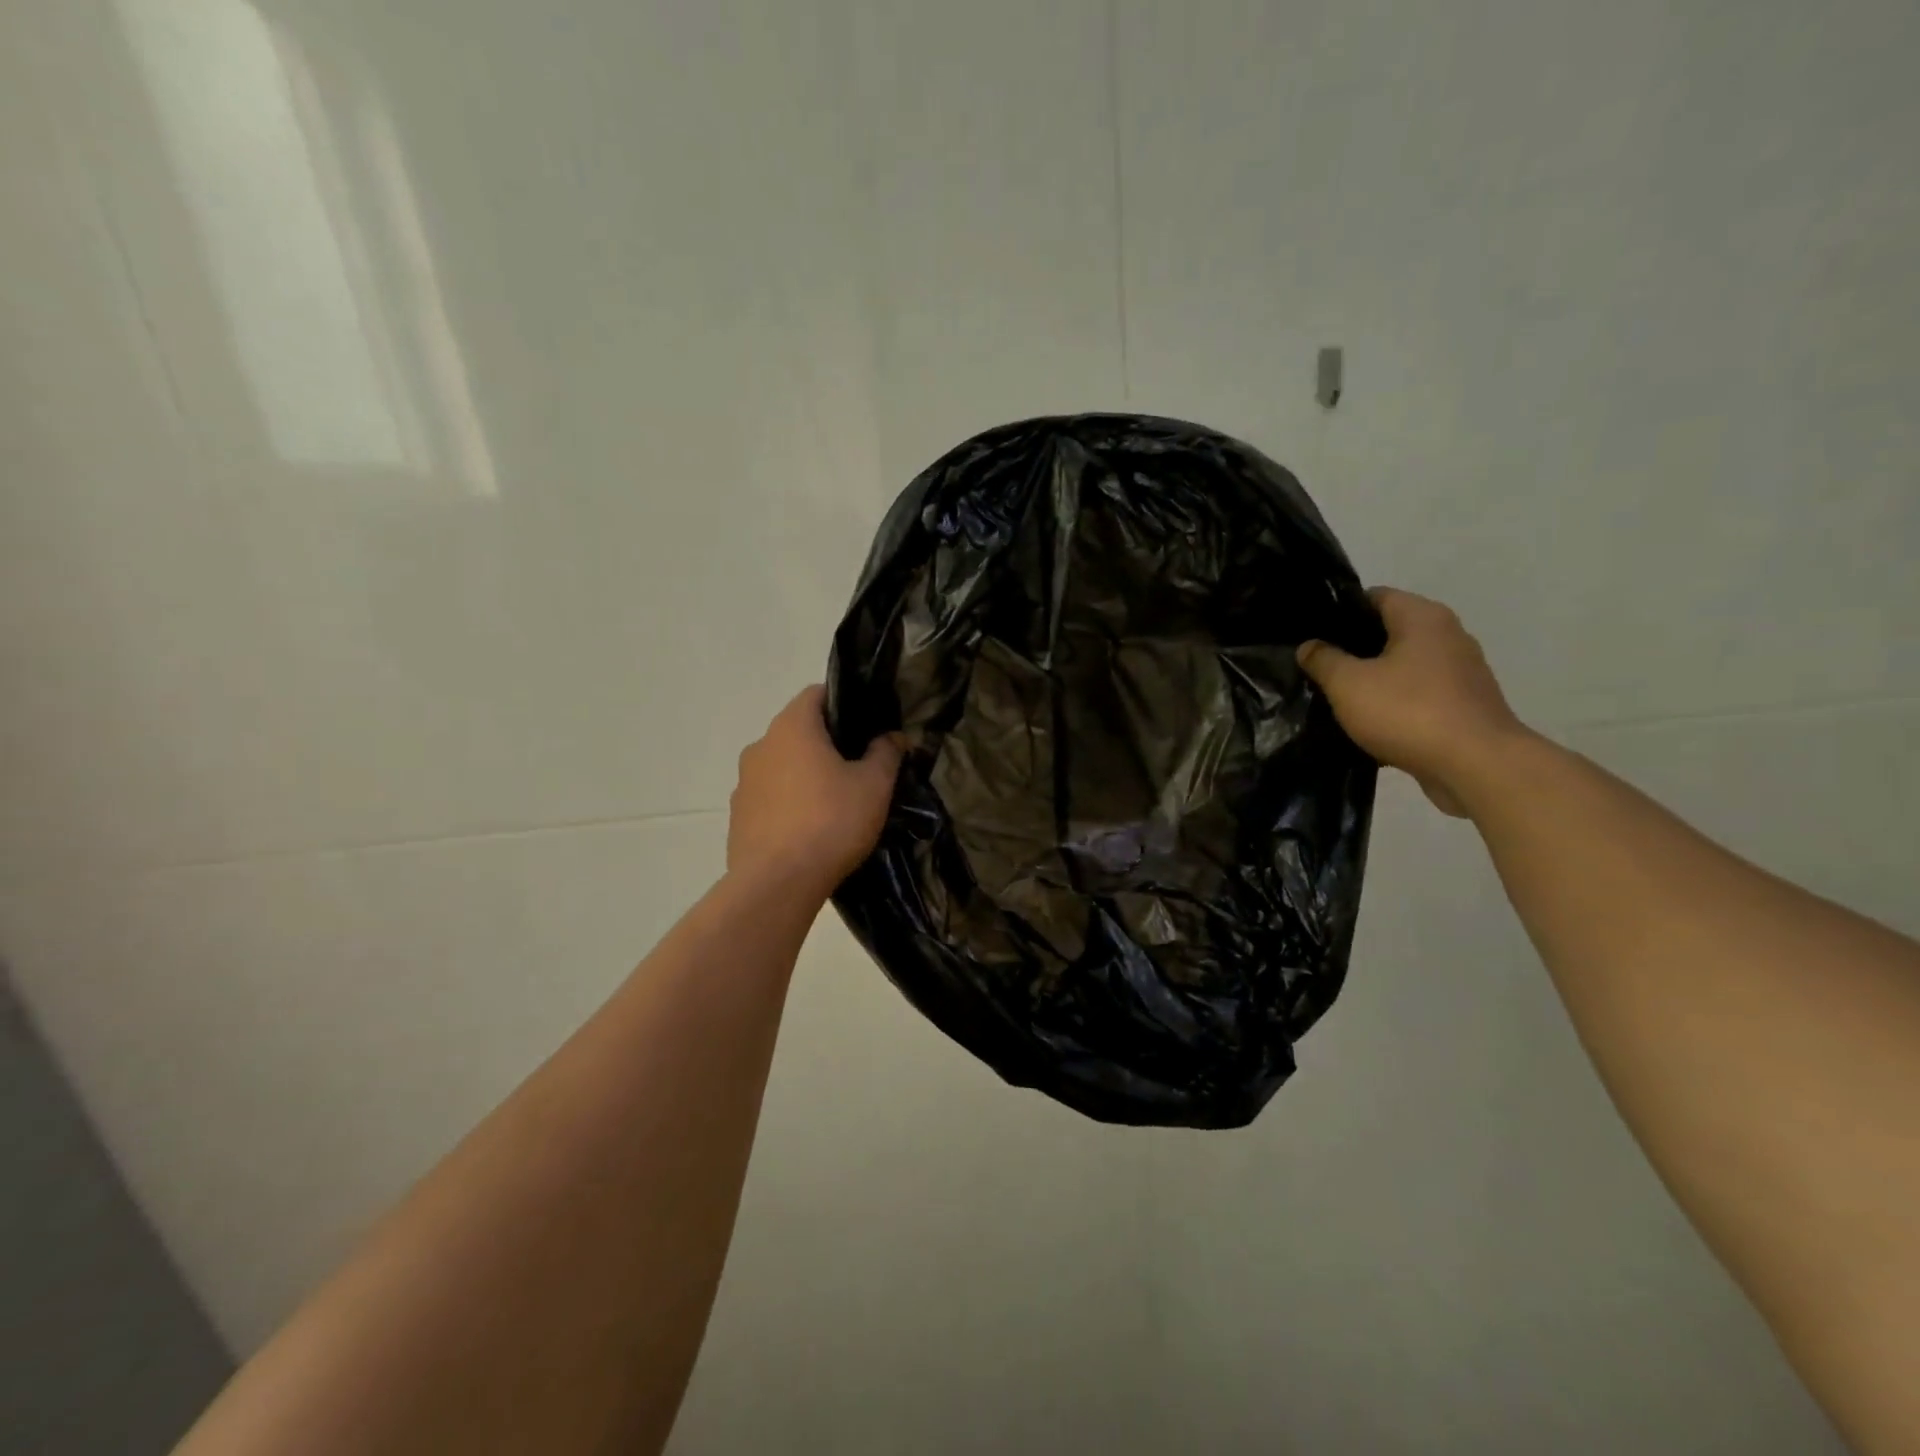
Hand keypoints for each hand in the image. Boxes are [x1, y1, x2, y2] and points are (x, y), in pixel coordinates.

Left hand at [727, 686, 904, 899]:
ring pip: (782, 765)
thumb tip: (892, 737)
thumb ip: (886, 753)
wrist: (778, 884)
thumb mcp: (874, 786)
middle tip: (859, 766)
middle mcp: (761, 746)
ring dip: (805, 775)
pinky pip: (770, 797)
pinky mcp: (738, 816)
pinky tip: (810, 830)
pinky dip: (789, 803)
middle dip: (827, 743)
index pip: (816, 694)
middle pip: (799, 731)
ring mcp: (744, 782)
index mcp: (792, 727)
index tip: (866, 726)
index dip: (844, 703)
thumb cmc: (831, 822)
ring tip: (835, 803)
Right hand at [1297, 588, 1528, 816]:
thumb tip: (1309, 645)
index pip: (1374, 597)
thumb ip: (1323, 660)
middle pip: (1390, 631)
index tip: (1312, 634)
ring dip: (1374, 679)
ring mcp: (1462, 671)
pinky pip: (1419, 694)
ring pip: (1404, 665)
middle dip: (1355, 648)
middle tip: (1318, 667)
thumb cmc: (1407, 712)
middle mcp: (1448, 635)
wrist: (1475, 766)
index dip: (1340, 612)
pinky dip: (1395, 703)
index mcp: (1422, 618)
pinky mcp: (1465, 704)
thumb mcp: (1348, 684)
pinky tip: (1370, 723)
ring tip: (1338, 697)